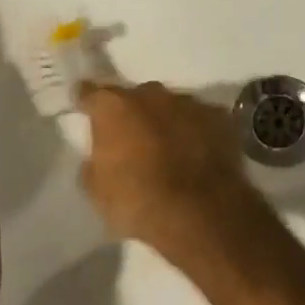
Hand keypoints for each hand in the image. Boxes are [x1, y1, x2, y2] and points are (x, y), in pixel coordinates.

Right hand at [78, 81, 271, 265]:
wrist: (199, 210)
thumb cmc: (138, 201)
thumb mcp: (97, 191)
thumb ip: (95, 163)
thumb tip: (101, 157)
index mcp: (115, 107)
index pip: (92, 93)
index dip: (87, 101)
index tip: (85, 107)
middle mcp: (152, 94)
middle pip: (136, 97)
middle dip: (133, 113)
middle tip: (132, 139)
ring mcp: (189, 102)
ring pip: (171, 106)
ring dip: (167, 121)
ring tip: (169, 149)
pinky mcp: (219, 116)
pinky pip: (200, 119)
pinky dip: (195, 131)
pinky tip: (197, 153)